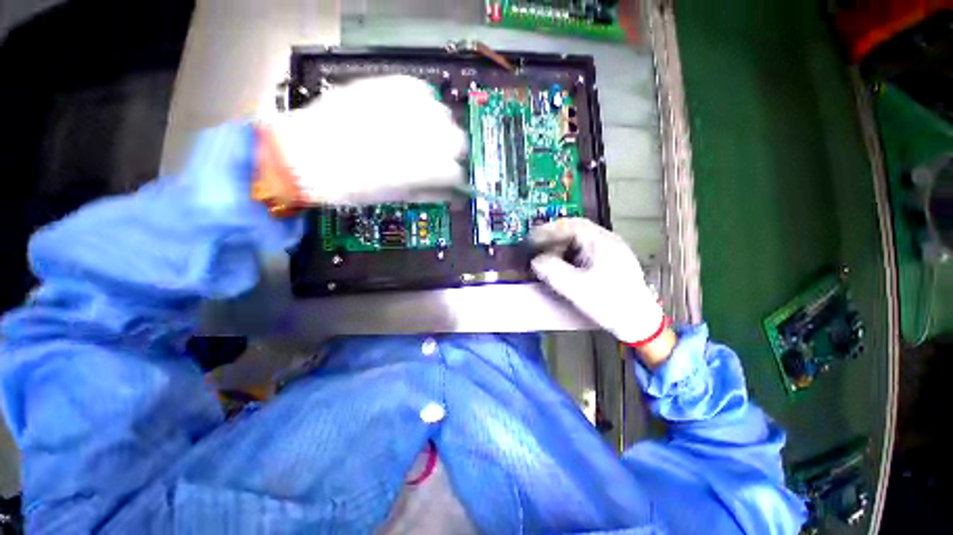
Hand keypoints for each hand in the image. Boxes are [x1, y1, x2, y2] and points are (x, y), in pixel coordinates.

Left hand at [266, 75, 465, 204]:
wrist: (305, 156)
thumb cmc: (350, 186)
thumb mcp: (394, 197)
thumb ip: (427, 192)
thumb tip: (451, 193)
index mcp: (418, 168)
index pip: (455, 171)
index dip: (455, 178)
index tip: (451, 180)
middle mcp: (416, 135)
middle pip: (457, 140)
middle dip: (453, 152)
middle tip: (440, 157)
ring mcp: (401, 108)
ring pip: (442, 114)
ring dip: (439, 128)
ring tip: (425, 135)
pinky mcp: (384, 87)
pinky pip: (418, 89)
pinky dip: (422, 103)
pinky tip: (413, 112)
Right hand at [529, 218, 666, 347]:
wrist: (639, 322)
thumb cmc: (609, 303)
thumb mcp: (576, 288)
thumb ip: (553, 271)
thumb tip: (536, 261)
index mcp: (602, 243)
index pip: (571, 226)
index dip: (548, 230)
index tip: (532, 237)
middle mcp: (608, 241)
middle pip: (576, 230)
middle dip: (554, 237)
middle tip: (537, 245)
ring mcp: (612, 251)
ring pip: (581, 240)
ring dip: (562, 245)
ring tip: (548, 255)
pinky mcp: (612, 261)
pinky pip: (586, 250)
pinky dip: (571, 253)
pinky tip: (564, 264)